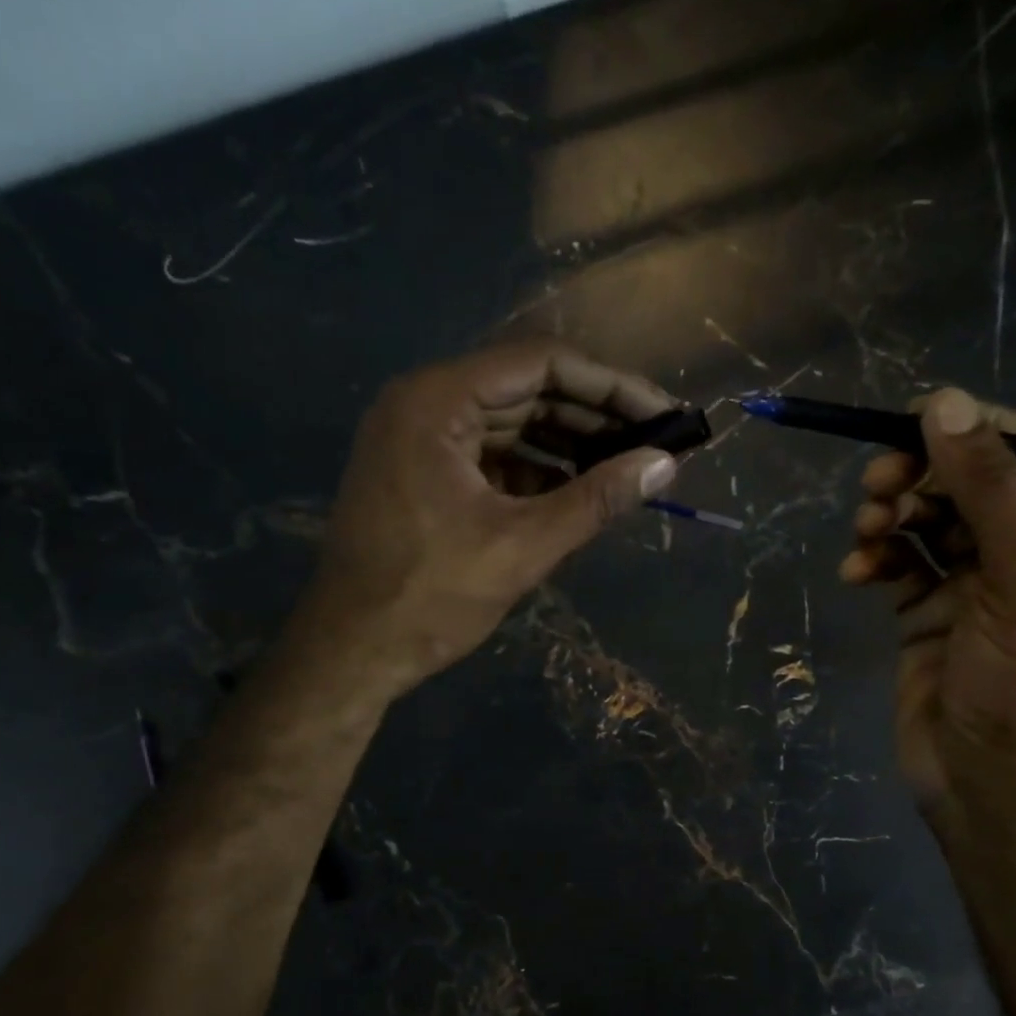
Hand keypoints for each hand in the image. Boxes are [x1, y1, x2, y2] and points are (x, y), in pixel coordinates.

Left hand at [296, 341, 679, 701]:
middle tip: (652, 445)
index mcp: (437, 401)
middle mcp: (423, 403)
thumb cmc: (430, 598)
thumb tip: (665, 465)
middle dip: (592, 417)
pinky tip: (576, 493)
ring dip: (566, 445)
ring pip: (509, 424)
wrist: (350, 652)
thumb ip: (596, 499)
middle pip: (525, 389)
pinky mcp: (421, 474)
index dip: (609, 386)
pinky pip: (489, 456)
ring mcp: (418, 439)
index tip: (661, 414)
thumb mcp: (522, 547)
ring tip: (624, 470)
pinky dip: (534, 471)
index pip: (540, 363)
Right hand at [839, 388, 1015, 810]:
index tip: (917, 417)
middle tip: (877, 481)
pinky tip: (857, 571)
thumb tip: (944, 401)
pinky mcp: (933, 611)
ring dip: (893, 516)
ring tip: (866, 531)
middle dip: (923, 477)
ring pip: (932, 520)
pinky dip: (877, 558)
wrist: (991, 785)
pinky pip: (903, 563)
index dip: (981, 430)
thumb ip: (988, 488)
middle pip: (976, 483)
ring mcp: (983, 584)